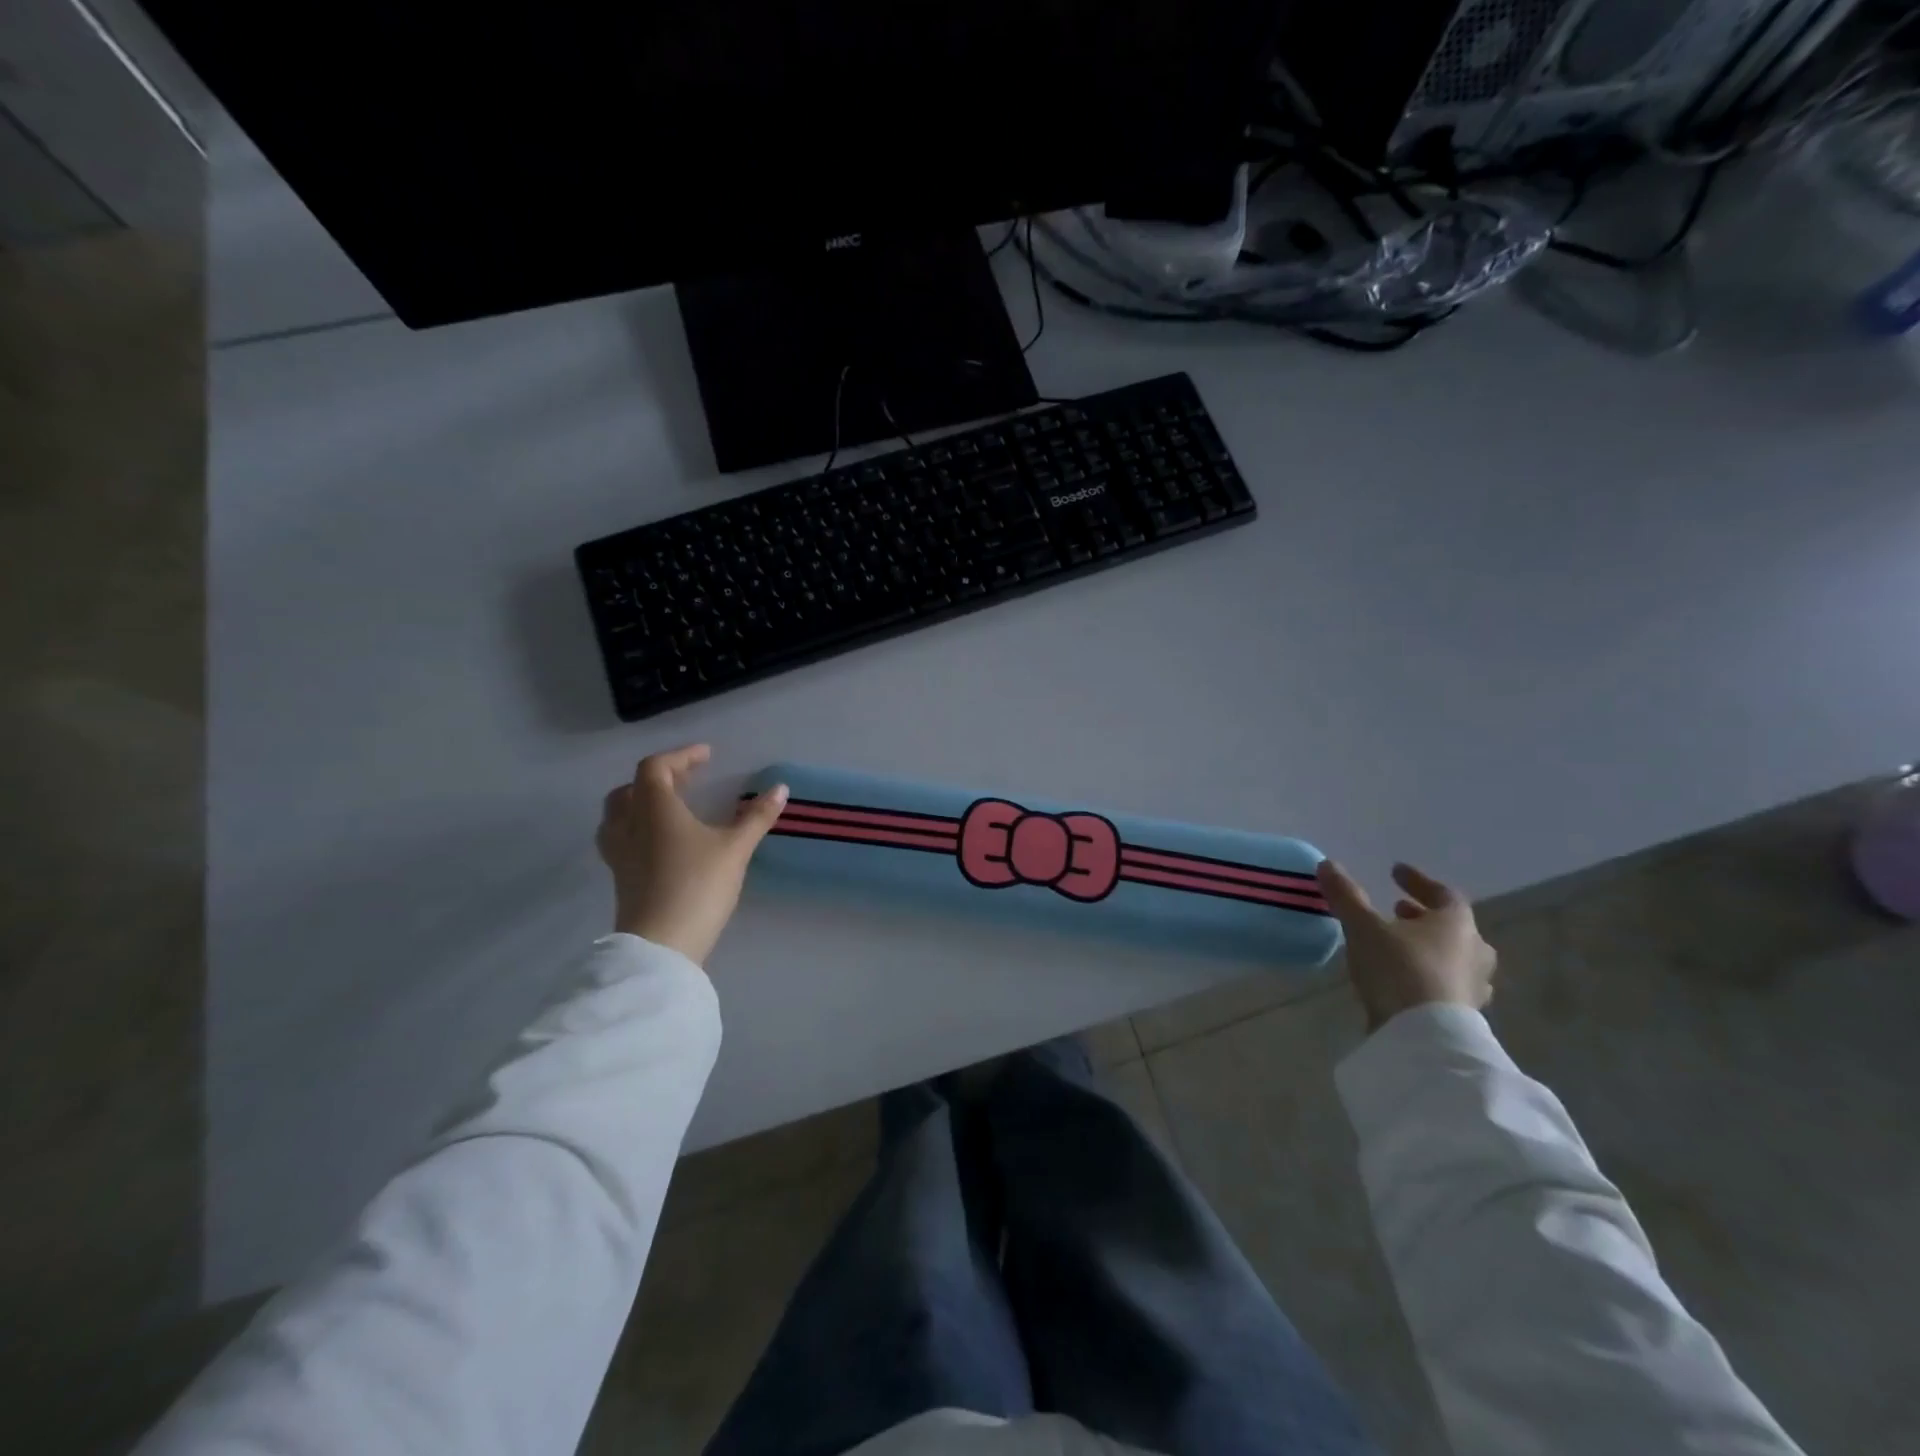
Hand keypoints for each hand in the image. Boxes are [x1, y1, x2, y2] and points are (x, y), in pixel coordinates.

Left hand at [596, 744, 787, 964]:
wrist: (662, 945)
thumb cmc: (698, 885)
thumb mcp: (735, 849)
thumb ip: (756, 817)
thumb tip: (780, 788)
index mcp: (654, 809)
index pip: (656, 768)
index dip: (680, 756)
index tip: (707, 755)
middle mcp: (629, 825)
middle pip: (630, 789)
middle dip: (658, 778)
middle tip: (687, 779)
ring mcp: (620, 854)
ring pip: (618, 815)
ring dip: (640, 803)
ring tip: (668, 807)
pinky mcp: (620, 878)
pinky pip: (621, 839)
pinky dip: (638, 829)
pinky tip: (660, 843)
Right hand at [1316, 860, 1496, 1032]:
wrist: (1424, 1037)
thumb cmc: (1399, 969)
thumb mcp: (1363, 927)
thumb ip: (1346, 896)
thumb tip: (1327, 864)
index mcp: (1456, 924)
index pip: (1443, 893)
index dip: (1417, 881)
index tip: (1395, 872)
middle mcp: (1474, 951)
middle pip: (1452, 926)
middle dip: (1422, 916)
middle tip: (1396, 910)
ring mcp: (1474, 986)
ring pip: (1453, 956)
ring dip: (1428, 946)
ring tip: (1398, 945)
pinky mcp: (1465, 1015)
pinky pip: (1447, 983)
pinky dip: (1427, 973)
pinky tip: (1405, 980)